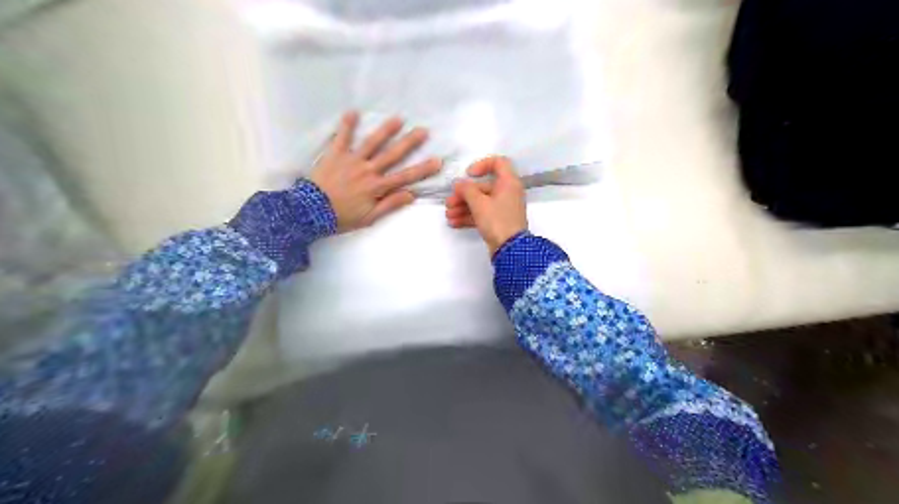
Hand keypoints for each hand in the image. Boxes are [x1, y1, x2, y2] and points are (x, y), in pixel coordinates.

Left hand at [310, 110, 441, 231]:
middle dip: (410, 143)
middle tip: (423, 131)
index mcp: (377, 187)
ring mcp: (351, 160)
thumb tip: (411, 195)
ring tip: (398, 118)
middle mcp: (368, 170)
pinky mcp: (335, 154)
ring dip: (386, 130)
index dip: (423, 169)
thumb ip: (390, 205)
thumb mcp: (369, 218)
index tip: (437, 160)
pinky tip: (353, 111)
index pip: (405, 177)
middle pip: (392, 155)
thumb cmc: (341, 217)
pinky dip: (347, 125)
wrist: (310, 212)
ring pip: (372, 143)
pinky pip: (341, 137)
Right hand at [443, 155, 528, 256]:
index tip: (468, 174)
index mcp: (508, 183)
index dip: (482, 165)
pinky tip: (454, 223)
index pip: (498, 163)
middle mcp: (507, 193)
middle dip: (464, 194)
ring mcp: (503, 208)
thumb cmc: (497, 220)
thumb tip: (459, 183)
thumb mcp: (479, 203)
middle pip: (483, 187)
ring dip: (463, 207)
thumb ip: (466, 190)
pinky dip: (469, 217)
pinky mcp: (498, 221)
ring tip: (448, 215)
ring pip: (481, 202)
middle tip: (449, 202)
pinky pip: (482, 214)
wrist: (510, 249)